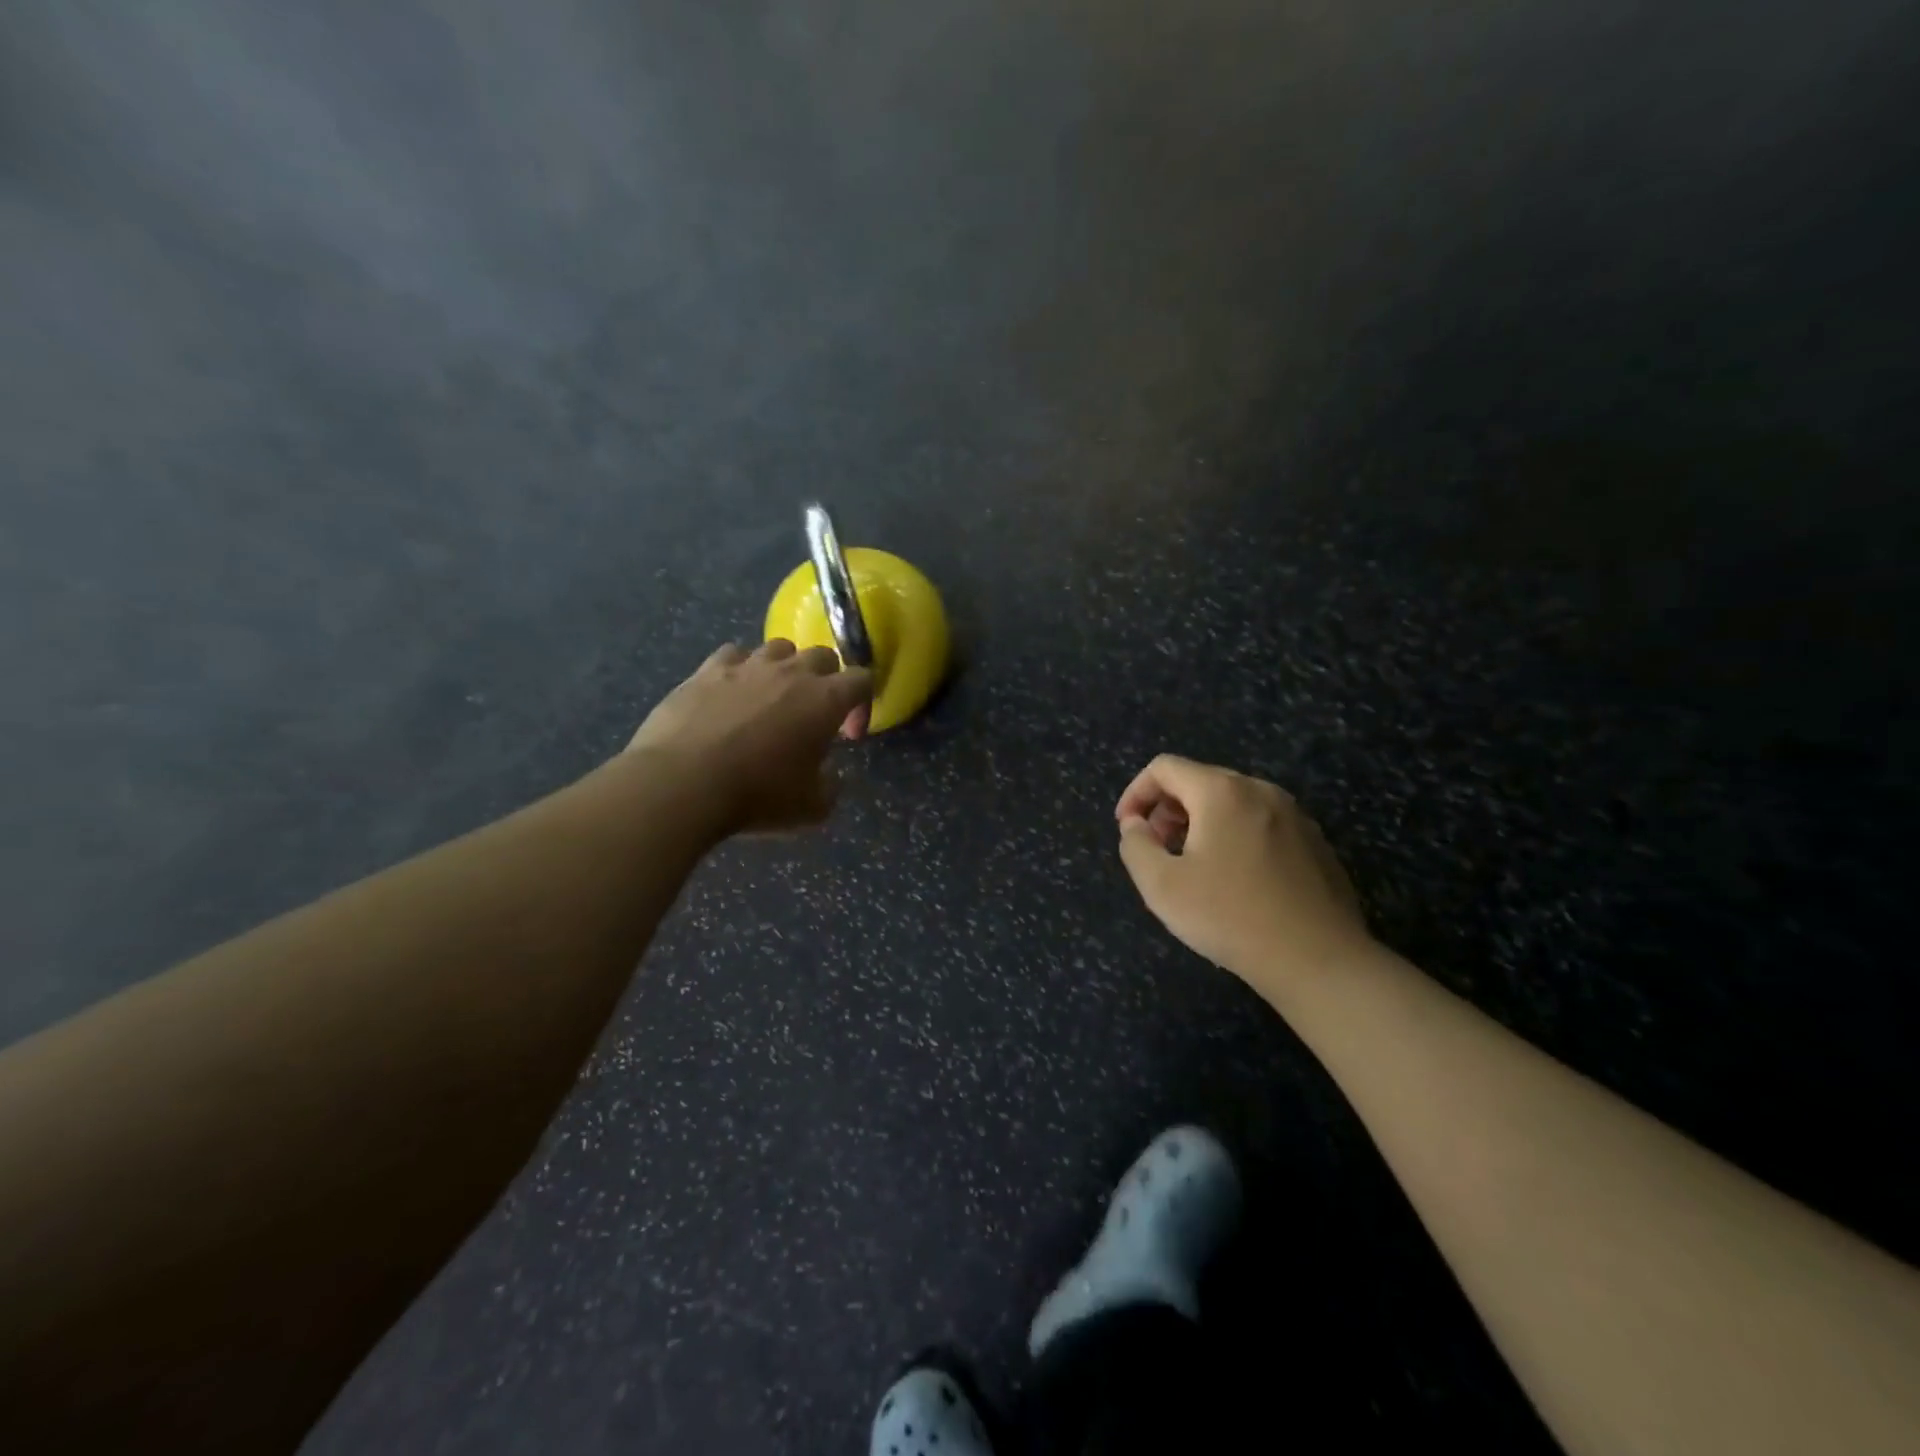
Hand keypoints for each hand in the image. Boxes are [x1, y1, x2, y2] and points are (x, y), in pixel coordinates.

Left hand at [627, 641, 872, 834]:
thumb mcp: (812, 808)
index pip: (862, 680)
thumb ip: (830, 786)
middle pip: (822, 655)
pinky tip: (730, 692)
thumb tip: (827, 775)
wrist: (683, 783)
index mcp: (826, 700)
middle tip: (812, 712)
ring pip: (779, 648)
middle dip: (825, 679)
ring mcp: (748, 665)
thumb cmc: (758, 795)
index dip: (861, 703)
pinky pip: (734, 654)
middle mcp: (792, 672)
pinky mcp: (707, 669)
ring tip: (771, 697)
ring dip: (784, 668)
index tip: (846, 733)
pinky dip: (739, 669)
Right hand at [1116, 755, 1373, 989]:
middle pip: (1200, 780)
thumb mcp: (1161, 885)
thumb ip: (1135, 845)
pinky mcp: (1315, 842)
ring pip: (1232, 802)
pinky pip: (1261, 823)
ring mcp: (1295, 815)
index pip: (1165, 768)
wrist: (1319, 960)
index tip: (1127, 829)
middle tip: (1157, 849)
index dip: (1136, 793)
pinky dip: (1235, 836)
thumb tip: (1136, 824)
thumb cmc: (1230, 917)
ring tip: (1192, 865)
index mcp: (1221, 792)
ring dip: (1201, 822)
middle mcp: (1261, 790)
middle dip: (1168, 809)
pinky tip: (1236, 880)